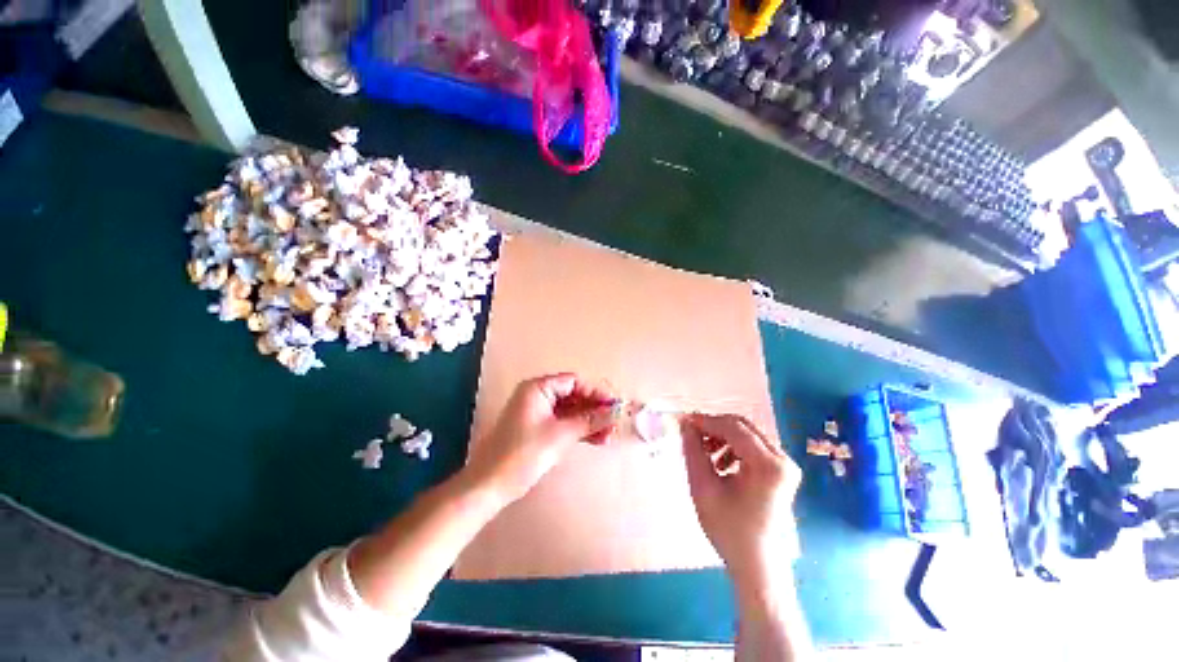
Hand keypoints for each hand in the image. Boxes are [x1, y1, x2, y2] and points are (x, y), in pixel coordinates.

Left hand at [462, 373, 615, 505]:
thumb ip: (590, 421)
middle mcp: (538, 395)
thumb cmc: (523, 454)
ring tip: (608, 435)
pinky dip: (579, 430)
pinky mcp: (539, 429)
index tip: (613, 406)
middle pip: (574, 396)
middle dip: (594, 410)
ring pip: (571, 411)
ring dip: (589, 422)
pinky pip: (564, 423)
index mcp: (538, 388)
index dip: (595, 392)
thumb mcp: (560, 435)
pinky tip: (596, 439)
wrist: (490, 485)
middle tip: (613, 423)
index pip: (574, 382)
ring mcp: (539, 413)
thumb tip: (615, 412)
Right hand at [680, 414, 800, 593]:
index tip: (684, 421)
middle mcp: (782, 459)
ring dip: (722, 437)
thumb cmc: (728, 529)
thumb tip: (685, 424)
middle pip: (742, 427)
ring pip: (747, 435)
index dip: (706, 421)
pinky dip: (732, 448)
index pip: (733, 428)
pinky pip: (753, 447)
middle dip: (714, 427)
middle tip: (692, 434)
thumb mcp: (703, 486)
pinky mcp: (781, 471)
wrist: (757, 565)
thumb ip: (693, 450)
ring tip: (705, 454)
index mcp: (768, 465)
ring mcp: (785, 465)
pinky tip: (720, 464)